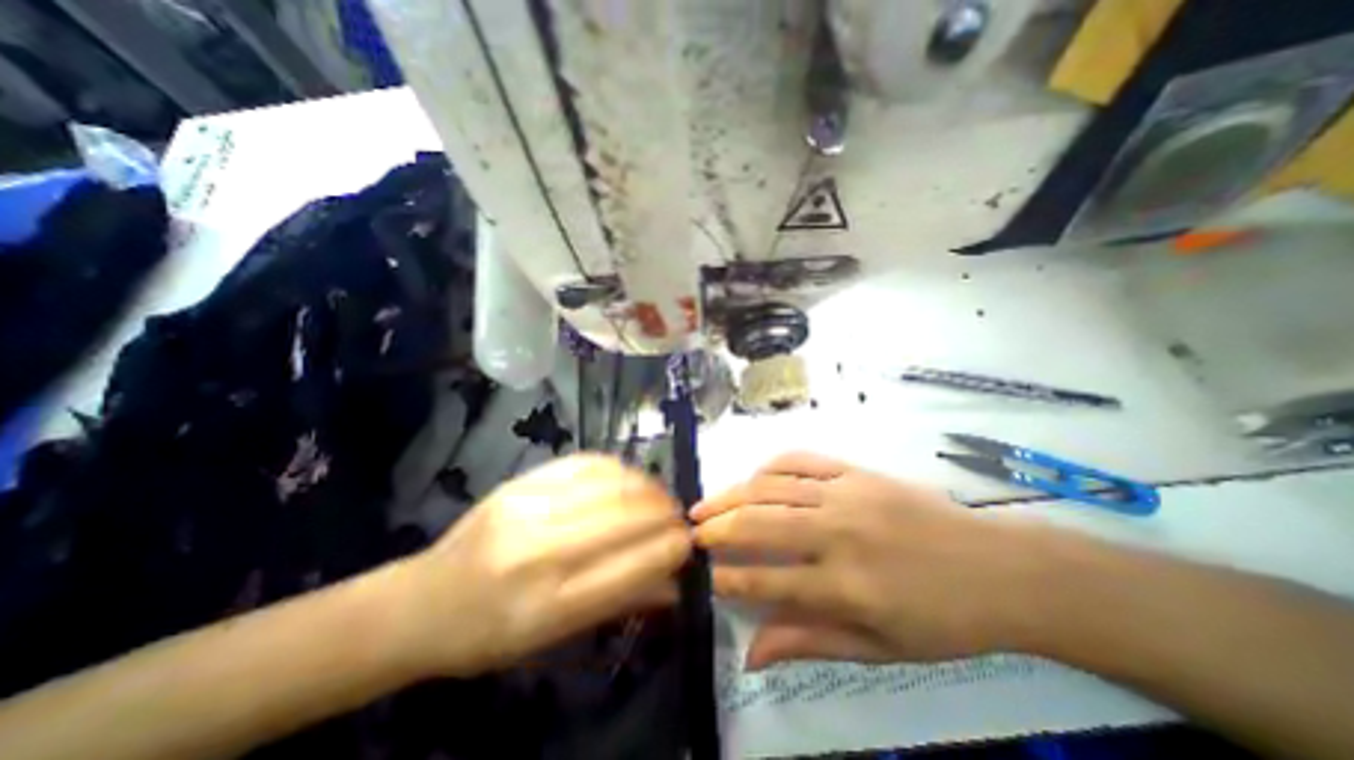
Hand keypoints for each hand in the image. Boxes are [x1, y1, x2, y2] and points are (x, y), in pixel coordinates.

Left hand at [392, 456, 687, 678]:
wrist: (423, 601)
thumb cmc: (490, 634)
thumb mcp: (555, 637)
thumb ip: (619, 602)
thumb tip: (674, 583)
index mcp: (547, 606)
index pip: (632, 567)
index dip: (671, 549)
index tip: (688, 542)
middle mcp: (540, 552)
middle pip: (626, 518)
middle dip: (665, 513)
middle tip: (679, 517)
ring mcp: (528, 508)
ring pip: (611, 484)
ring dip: (648, 487)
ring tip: (661, 496)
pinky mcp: (521, 481)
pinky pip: (585, 463)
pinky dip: (618, 469)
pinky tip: (630, 478)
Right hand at [693, 450, 1038, 670]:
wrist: (1000, 567)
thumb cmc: (943, 618)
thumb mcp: (880, 649)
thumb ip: (811, 642)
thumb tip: (752, 654)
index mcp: (847, 586)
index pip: (768, 582)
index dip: (729, 580)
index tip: (706, 578)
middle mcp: (838, 534)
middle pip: (759, 524)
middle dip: (717, 529)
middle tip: (692, 533)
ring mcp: (846, 494)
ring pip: (771, 488)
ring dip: (731, 495)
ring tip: (705, 504)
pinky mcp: (855, 471)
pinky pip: (800, 460)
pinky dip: (769, 467)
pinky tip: (752, 478)